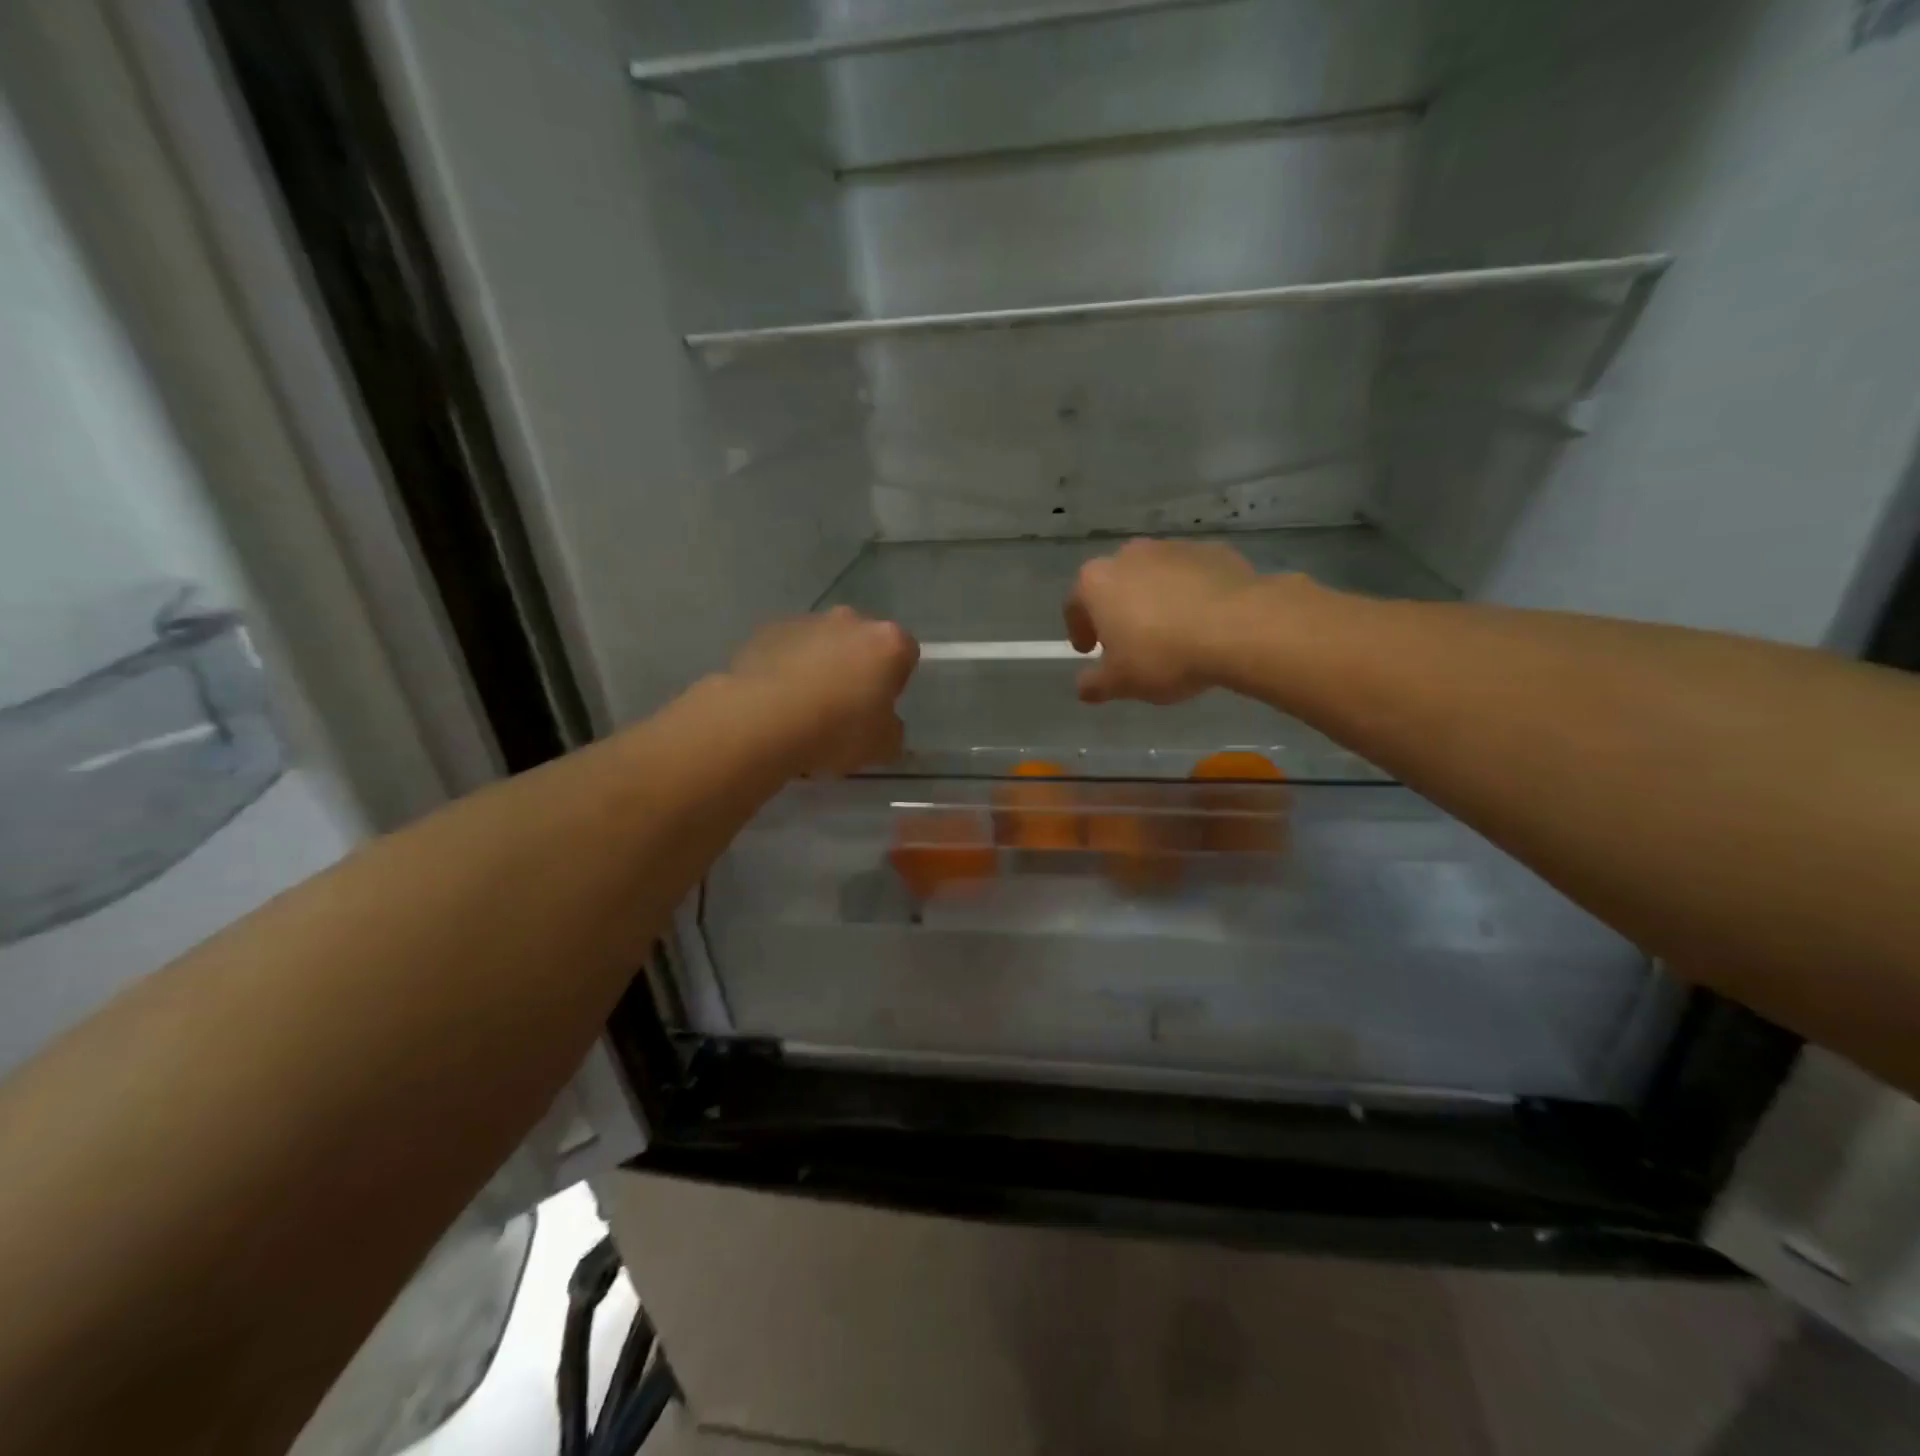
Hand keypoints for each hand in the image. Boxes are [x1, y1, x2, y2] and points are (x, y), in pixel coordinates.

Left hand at [729, 606, 919, 773]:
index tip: (880, 708)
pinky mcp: (768, 631)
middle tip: (845, 708)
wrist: (762, 721)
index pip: (906, 653)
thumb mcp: (883, 746)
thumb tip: (886, 725)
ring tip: (804, 710)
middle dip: (857, 669)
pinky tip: (778, 702)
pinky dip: (787, 669)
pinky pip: (788, 651)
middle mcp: (850, 620)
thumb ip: (893, 731)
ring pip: (823, 645)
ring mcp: (806, 622)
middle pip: (863, 642)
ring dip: (821, 668)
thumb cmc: (836, 730)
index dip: (895, 682)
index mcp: (888, 641)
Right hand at [1064, 539, 1259, 703]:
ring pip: (1153, 576)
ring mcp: (1172, 548)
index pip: (1074, 605)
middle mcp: (1129, 555)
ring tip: (1170, 633)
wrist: (1239, 627)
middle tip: (1128, 643)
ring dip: (1154, 600)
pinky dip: (1189, 593)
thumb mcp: (1121, 682)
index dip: (1079, 631)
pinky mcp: (1211, 551)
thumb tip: (1083, 687)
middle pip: (1113, 585)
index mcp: (1097, 582)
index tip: (1089, 651)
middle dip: (1116, 611)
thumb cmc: (1164, 655)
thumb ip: (1095, 684)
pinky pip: (1190, 576)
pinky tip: (1203, 621)